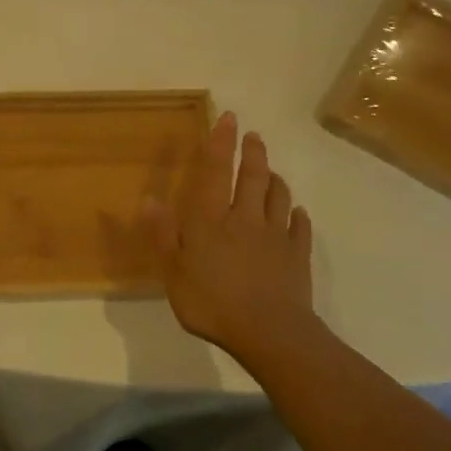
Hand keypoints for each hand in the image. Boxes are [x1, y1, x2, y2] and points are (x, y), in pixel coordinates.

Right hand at [146, 112, 314, 357]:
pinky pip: (300, 227)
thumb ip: (162, 234)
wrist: (269, 332)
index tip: (228, 118)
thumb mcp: (173, 272)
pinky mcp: (298, 256)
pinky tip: (297, 214)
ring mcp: (276, 236)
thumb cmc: (212, 302)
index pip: (216, 172)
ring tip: (272, 171)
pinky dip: (298, 216)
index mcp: (212, 220)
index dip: (221, 143)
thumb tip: (150, 198)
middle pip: (253, 177)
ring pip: (279, 197)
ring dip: (275, 180)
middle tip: (254, 136)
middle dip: (253, 153)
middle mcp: (246, 218)